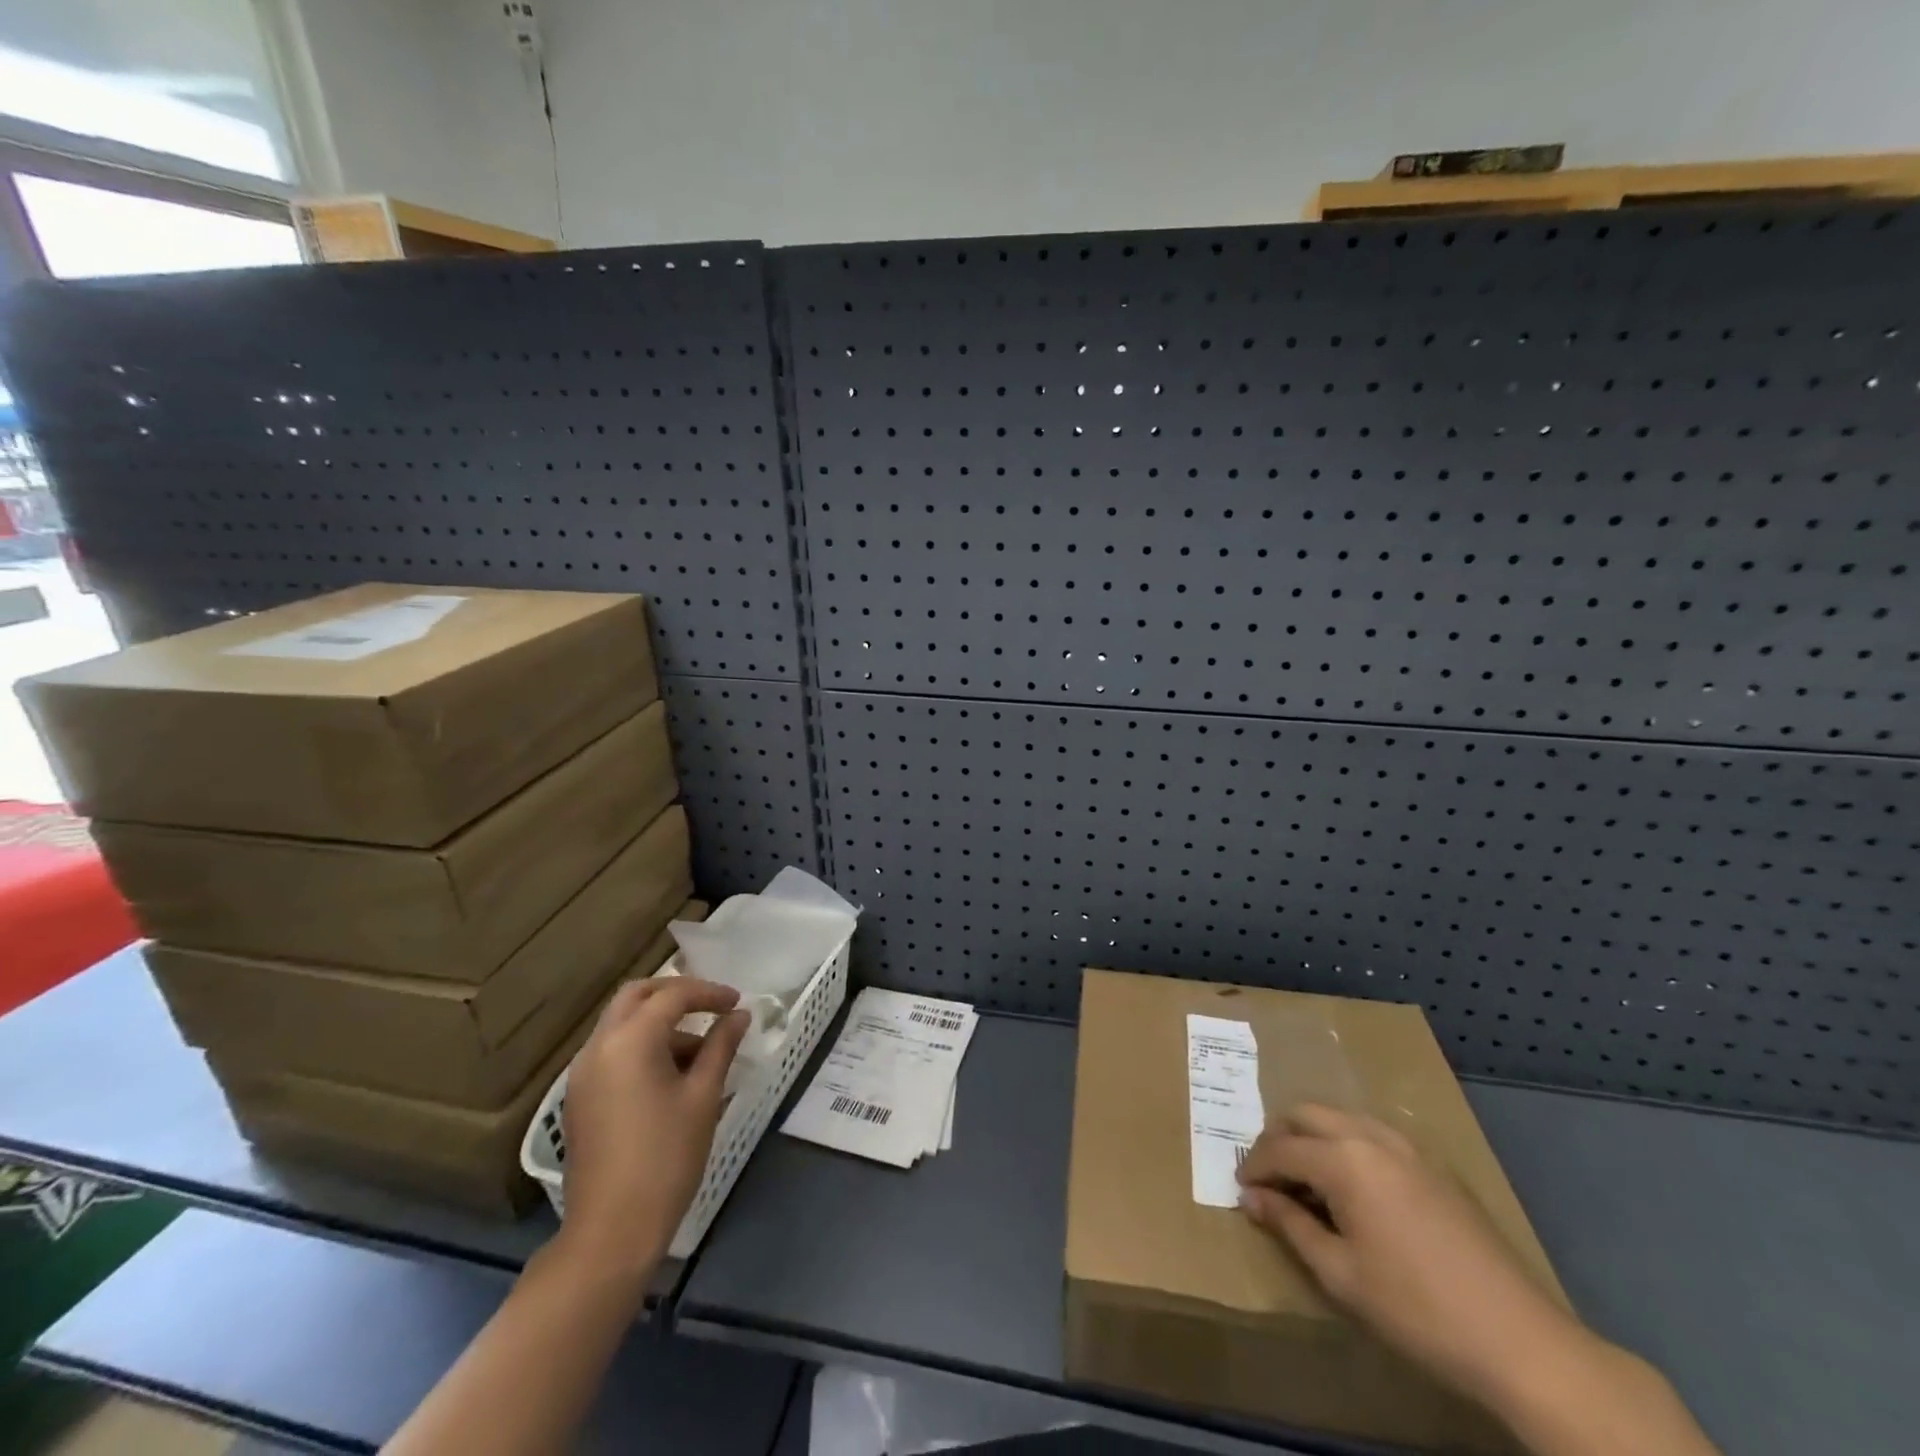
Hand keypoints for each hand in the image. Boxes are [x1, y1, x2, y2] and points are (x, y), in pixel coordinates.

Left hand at [555, 978, 748, 1287]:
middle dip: (675, 993)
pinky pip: (612, 1051)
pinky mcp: (580, 1098)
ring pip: (622, 1024)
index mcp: (629, 1041)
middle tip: (711, 1006)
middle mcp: (598, 1047)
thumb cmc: (666, 1158)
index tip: (737, 1003)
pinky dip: (642, 1045)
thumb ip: (721, 1046)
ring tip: (700, 1050)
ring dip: (659, 1022)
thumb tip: (739, 1015)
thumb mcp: (703, 1096)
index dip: (709, 993)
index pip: (673, 995)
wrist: (610, 1232)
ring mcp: (582, 1073)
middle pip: (636, 996)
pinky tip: (672, 1074)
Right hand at [1236, 1103, 1585, 1410]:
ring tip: (1307, 1177)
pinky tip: (1355, 1185)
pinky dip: (1349, 1143)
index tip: (1243, 1190)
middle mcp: (1371, 1136)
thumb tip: (1252, 1198)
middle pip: (1307, 1114)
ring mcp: (1408, 1146)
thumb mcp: (1340, 1274)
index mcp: (1344, 1159)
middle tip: (1269, 1177)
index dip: (1255, 1167)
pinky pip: (1375, 1133)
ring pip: (1342, 1116)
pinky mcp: (1435, 1164)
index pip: (1280, 1148)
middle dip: (1279, 1138)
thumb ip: (1290, 1226)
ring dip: (1314, 1136)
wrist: (1520, 1340)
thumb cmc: (1416, 1309)